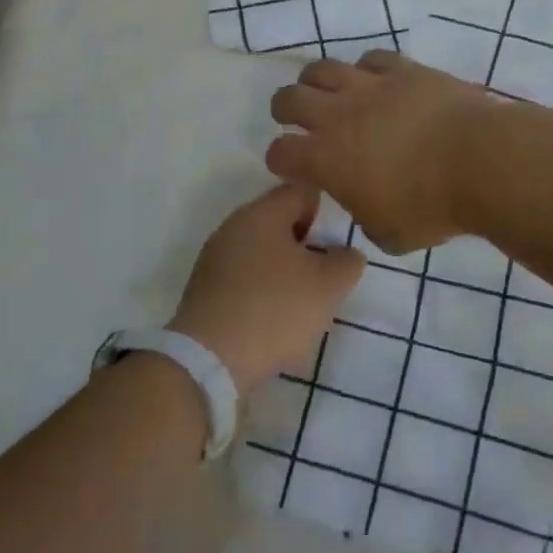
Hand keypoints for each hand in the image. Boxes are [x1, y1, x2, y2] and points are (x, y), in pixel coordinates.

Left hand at [167, 183, 365, 396]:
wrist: (210, 360)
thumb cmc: (276, 310)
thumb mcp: (329, 285)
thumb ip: (347, 262)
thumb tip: (344, 255)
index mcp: (261, 213)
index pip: (301, 192)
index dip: (325, 213)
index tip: (337, 244)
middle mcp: (233, 227)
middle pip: (280, 222)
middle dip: (306, 245)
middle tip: (325, 276)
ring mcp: (214, 258)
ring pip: (262, 252)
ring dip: (286, 271)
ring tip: (303, 303)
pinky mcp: (205, 289)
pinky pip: (244, 278)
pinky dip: (263, 291)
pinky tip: (274, 319)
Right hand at [265, 50, 490, 254]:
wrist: (481, 161)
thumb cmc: (432, 208)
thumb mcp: (390, 235)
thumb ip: (367, 219)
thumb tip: (367, 208)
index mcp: (325, 160)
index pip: (281, 153)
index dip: (281, 161)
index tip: (292, 167)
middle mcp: (337, 116)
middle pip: (289, 99)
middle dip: (286, 111)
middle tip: (298, 121)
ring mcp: (370, 86)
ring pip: (323, 69)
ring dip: (317, 82)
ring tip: (330, 94)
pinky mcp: (403, 69)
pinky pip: (371, 59)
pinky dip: (366, 70)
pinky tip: (376, 82)